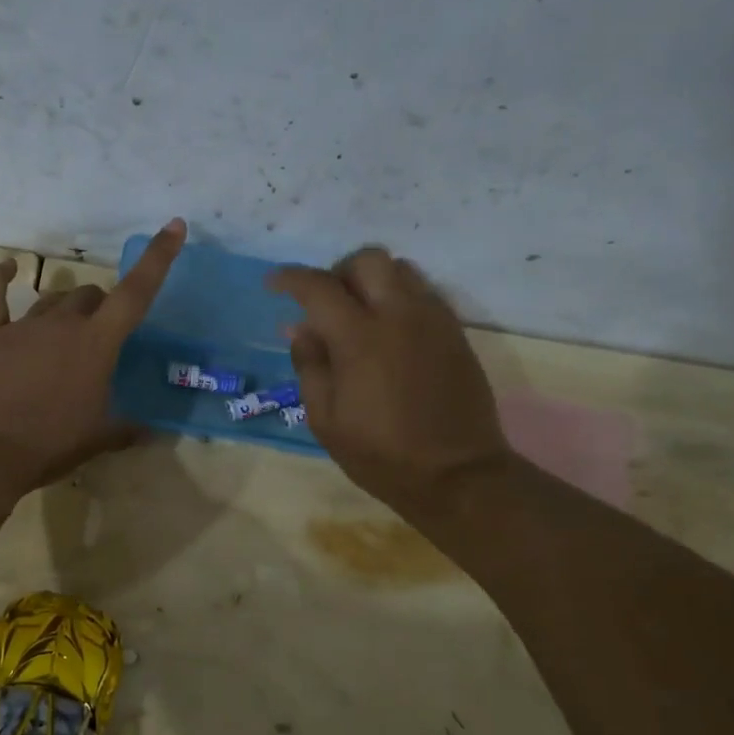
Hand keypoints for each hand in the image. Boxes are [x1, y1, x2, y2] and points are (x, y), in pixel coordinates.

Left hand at [0, 219, 186, 492]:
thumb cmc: (51, 442)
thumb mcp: (97, 439)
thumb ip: (126, 430)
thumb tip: (151, 434)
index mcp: (97, 343)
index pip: (136, 292)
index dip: (158, 258)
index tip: (173, 226)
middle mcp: (63, 324)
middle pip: (90, 296)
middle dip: (102, 307)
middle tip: (102, 336)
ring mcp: (24, 326)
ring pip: (53, 299)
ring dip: (66, 307)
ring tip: (68, 329)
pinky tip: (6, 267)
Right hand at [268, 247, 512, 514]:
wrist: (459, 475)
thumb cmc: (382, 454)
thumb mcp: (325, 420)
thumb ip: (309, 366)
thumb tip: (301, 329)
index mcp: (360, 338)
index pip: (319, 286)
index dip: (290, 279)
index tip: (274, 284)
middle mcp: (399, 315)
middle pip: (367, 260)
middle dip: (338, 271)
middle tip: (325, 303)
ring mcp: (433, 320)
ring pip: (401, 269)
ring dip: (373, 281)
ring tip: (359, 314)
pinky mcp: (455, 332)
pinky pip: (423, 293)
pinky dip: (399, 297)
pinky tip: (390, 331)